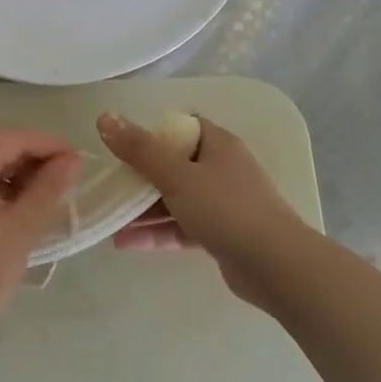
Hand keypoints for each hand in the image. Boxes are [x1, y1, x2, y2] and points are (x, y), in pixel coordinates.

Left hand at [0, 127, 80, 345]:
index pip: (10, 137)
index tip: (77, 158)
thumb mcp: (23, 227)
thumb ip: (51, 186)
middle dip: (25, 153)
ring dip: (4, 165)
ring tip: (36, 191)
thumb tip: (73, 158)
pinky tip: (4, 200)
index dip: (46, 144)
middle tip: (60, 175)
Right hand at [100, 113, 304, 304]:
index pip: (181, 128)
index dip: (152, 135)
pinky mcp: (222, 234)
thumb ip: (139, 150)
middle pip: (174, 165)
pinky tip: (126, 243)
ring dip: (144, 210)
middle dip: (140, 178)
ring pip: (176, 200)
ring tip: (110, 221)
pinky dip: (157, 232)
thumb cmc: (226, 209)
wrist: (275, 265)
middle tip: (109, 187)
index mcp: (217, 144)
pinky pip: (182, 227)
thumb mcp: (177, 176)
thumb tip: (105, 117)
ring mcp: (224, 203)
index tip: (123, 149)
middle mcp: (222, 169)